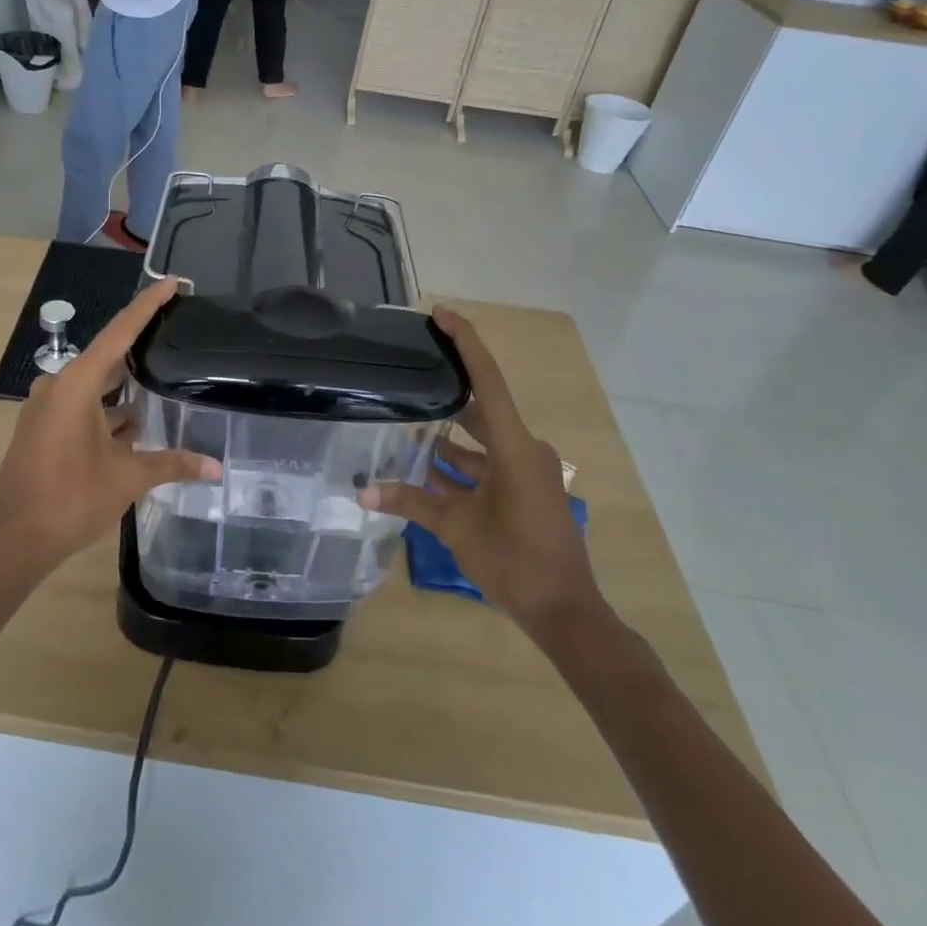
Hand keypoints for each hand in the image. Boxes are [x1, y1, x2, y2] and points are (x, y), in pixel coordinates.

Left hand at [0, 277, 220, 574]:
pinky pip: (81, 405)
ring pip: (93, 384)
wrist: (15, 540)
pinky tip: (135, 419)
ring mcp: (46, 409)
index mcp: (75, 385)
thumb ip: (173, 464)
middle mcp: (57, 387)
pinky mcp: (42, 430)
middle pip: (105, 355)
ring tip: (161, 375)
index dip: (147, 305)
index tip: (170, 282)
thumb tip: (217, 467)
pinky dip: (107, 407)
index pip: (119, 333)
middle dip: (139, 345)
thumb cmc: (71, 499)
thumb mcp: (128, 478)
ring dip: (123, 383)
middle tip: (174, 332)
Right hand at [361, 306, 602, 640]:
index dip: (465, 342)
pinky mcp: (525, 488)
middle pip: (483, 404)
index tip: (441, 314)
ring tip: (408, 421)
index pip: (488, 380)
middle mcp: (524, 448)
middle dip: (450, 385)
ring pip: (483, 436)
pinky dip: (462, 462)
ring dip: (451, 433)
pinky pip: (490, 461)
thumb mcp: (455, 528)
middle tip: (415, 364)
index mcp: (514, 446)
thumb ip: (409, 502)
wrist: (565, 611)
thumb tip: (361, 491)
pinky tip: (428, 468)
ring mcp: (527, 470)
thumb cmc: (514, 561)